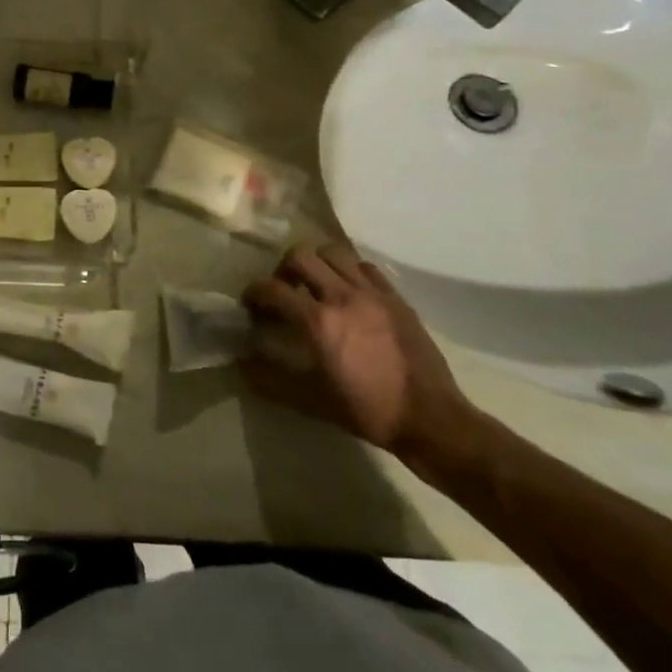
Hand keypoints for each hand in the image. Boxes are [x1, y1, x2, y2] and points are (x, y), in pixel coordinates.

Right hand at [240, 243, 479, 464]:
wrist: (430, 419)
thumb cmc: (367, 411)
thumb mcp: (311, 401)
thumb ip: (270, 380)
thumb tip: (241, 364)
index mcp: (317, 321)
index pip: (272, 289)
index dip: (254, 292)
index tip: (251, 304)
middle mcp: (342, 296)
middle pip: (300, 256)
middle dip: (283, 269)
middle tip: (283, 290)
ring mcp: (372, 293)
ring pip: (333, 253)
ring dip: (316, 264)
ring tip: (315, 285)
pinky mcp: (396, 297)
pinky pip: (365, 267)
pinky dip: (348, 271)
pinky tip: (348, 292)